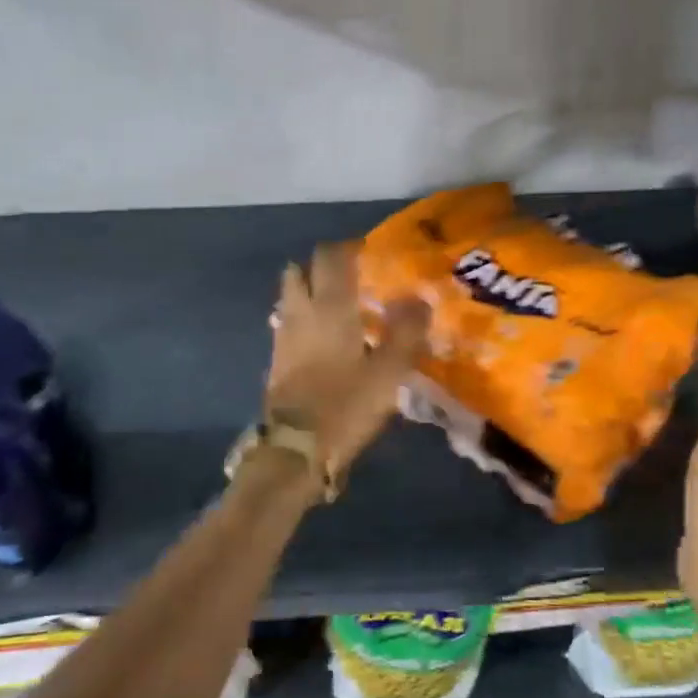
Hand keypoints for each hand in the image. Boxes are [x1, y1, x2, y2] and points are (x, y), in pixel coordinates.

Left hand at [265, 243, 430, 478]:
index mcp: (329, 307)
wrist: (295, 450)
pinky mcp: (276, 360)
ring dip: (310, 292)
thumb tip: (420, 297)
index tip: (372, 254)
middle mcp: (300, 312)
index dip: (350, 248)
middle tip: (354, 279)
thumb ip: (406, 332)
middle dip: (324, 267)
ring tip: (340, 308)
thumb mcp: (389, 372)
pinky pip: (288, 324)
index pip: (331, 256)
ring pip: (291, 297)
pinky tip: (325, 339)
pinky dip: (304, 319)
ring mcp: (283, 336)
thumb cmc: (346, 406)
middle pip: (301, 271)